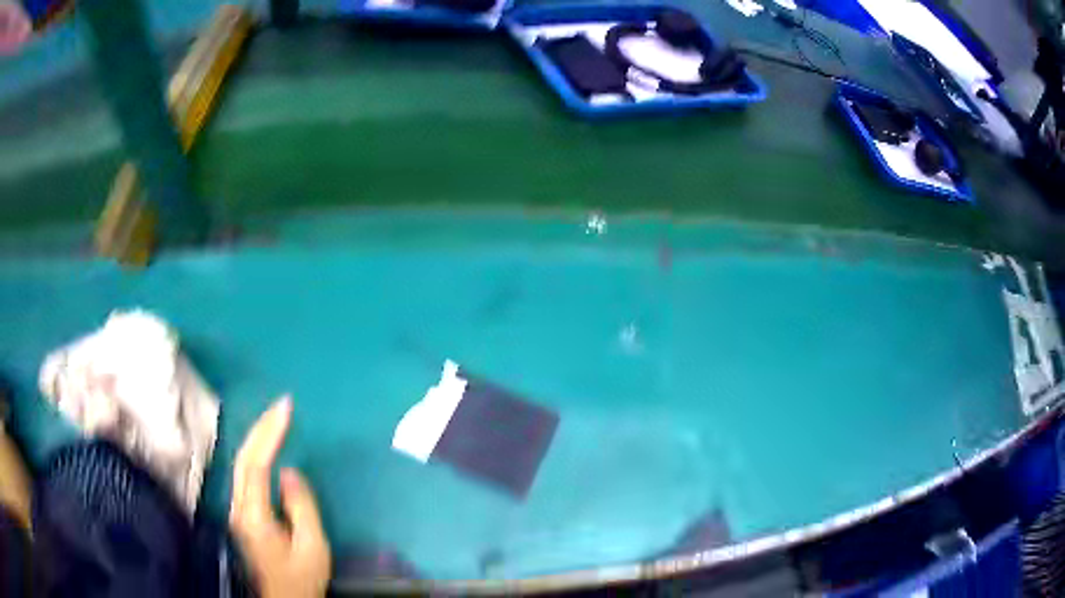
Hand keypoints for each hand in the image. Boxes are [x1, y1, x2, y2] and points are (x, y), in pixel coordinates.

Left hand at [230, 397, 330, 597]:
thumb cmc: (299, 580)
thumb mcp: (312, 549)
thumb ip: (302, 509)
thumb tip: (289, 472)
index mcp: (253, 516)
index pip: (255, 465)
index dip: (268, 433)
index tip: (286, 408)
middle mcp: (238, 508)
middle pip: (243, 459)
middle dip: (261, 428)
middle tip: (283, 405)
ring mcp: (236, 511)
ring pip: (241, 465)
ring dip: (258, 437)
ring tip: (277, 418)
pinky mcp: (241, 515)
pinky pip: (245, 475)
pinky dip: (257, 453)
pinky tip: (266, 446)